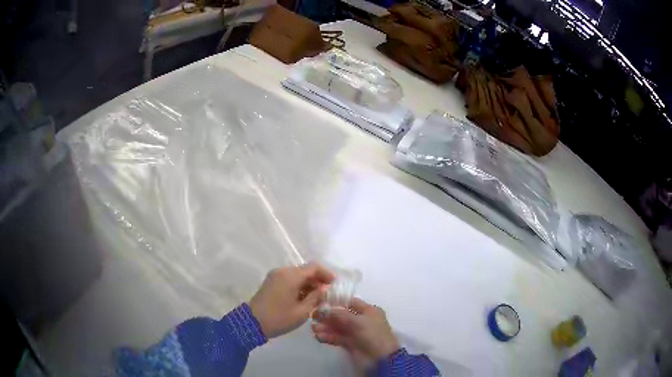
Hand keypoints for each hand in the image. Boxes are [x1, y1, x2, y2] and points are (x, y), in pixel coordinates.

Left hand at [250, 263, 333, 338]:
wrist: (251, 323)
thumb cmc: (279, 318)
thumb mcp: (302, 311)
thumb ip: (316, 298)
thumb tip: (325, 290)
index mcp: (291, 276)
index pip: (314, 267)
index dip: (326, 274)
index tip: (335, 285)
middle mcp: (283, 271)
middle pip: (305, 270)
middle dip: (318, 280)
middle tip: (327, 295)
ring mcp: (275, 276)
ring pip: (297, 275)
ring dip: (308, 284)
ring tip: (317, 299)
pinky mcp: (271, 282)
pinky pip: (289, 279)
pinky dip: (299, 286)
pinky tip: (304, 299)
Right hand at [311, 298, 399, 360]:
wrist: (380, 358)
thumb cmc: (372, 334)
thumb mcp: (357, 321)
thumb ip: (339, 314)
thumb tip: (323, 307)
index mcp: (369, 310)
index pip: (350, 302)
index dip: (335, 301)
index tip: (320, 302)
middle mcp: (362, 320)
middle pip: (341, 315)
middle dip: (328, 316)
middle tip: (313, 316)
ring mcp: (356, 333)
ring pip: (338, 327)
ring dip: (326, 327)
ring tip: (314, 328)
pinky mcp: (351, 344)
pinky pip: (337, 337)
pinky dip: (328, 336)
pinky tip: (318, 336)